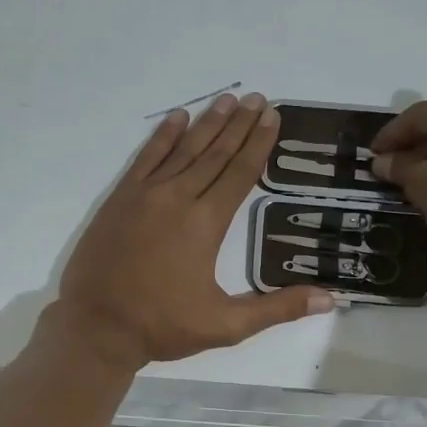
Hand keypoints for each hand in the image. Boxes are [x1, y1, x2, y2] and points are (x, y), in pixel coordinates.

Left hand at [53, 92, 332, 367]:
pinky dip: (162, 136)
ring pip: (183, 150)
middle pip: (215, 154)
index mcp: (205, 224)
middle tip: (258, 98)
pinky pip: (146, 158)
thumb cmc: (162, 326)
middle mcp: (178, 199)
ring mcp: (145, 195)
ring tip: (227, 100)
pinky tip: (177, 118)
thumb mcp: (226, 326)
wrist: (96, 327)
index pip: (239, 173)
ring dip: (207, 123)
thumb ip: (277, 308)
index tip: (272, 117)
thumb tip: (330, 299)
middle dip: (239, 125)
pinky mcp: (120, 199)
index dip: (258, 144)